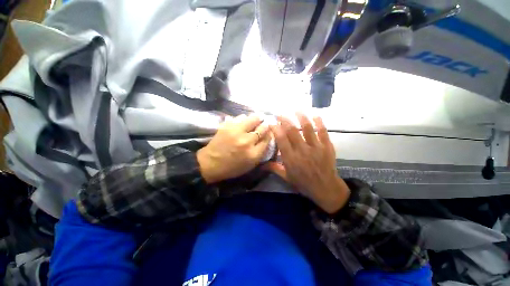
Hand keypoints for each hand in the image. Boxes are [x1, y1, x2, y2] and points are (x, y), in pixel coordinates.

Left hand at [197, 114, 271, 183]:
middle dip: (265, 125)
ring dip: (256, 119)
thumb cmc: (232, 167)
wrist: (210, 163)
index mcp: (253, 154)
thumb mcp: (250, 164)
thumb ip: (260, 151)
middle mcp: (247, 141)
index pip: (267, 138)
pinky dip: (244, 119)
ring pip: (253, 118)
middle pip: (262, 127)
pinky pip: (240, 117)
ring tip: (255, 120)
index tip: (269, 132)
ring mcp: (236, 132)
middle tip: (264, 124)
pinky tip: (243, 122)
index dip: (269, 134)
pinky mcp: (227, 126)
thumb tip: (267, 136)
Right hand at [265, 113, 349, 213]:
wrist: (326, 189)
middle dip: (285, 120)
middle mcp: (302, 150)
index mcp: (291, 158)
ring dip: (301, 117)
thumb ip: (274, 168)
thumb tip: (261, 164)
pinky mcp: (327, 146)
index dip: (276, 129)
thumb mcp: (287, 178)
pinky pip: (323, 132)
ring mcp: (316, 147)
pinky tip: (316, 115)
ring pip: (307, 128)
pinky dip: (319, 122)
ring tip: (296, 110)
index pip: (281, 139)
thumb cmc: (304, 183)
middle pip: (292, 131)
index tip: (272, 123)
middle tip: (280, 113)